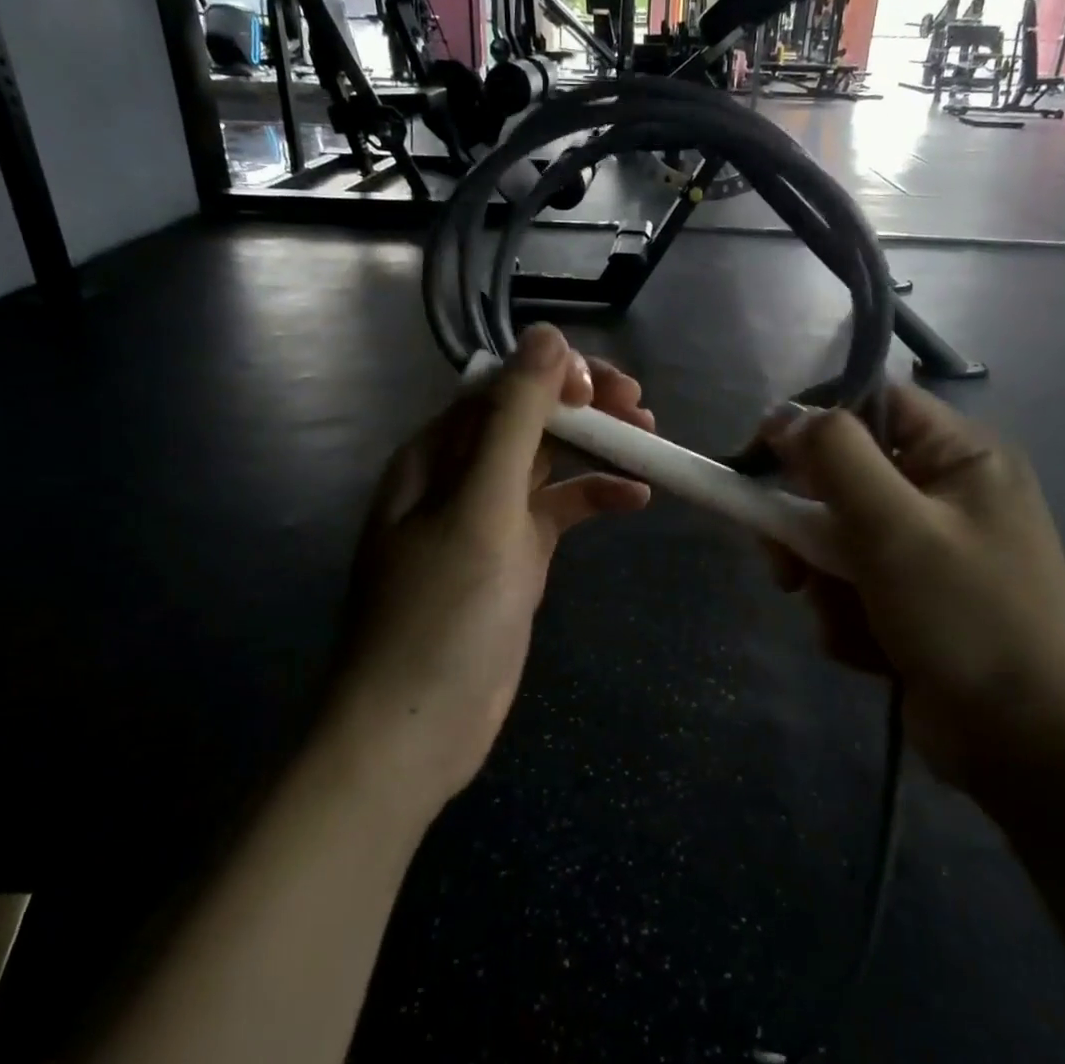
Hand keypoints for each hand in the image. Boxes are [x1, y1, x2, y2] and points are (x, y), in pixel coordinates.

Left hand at [328, 326, 652, 815]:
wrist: (415, 728)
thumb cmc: (442, 612)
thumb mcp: (482, 506)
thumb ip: (514, 420)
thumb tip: (546, 336)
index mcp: (436, 453)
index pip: (499, 386)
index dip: (555, 375)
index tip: (608, 390)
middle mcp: (458, 476)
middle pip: (526, 417)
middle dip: (583, 405)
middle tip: (641, 408)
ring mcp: (488, 519)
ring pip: (546, 461)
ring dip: (594, 446)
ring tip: (648, 438)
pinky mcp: (513, 558)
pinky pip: (557, 511)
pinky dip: (593, 498)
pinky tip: (635, 498)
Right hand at [765, 386, 1064, 795]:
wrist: (1027, 749)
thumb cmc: (968, 620)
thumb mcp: (895, 527)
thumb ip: (835, 458)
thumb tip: (783, 415)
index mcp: (960, 457)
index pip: (873, 405)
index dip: (813, 423)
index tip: (763, 459)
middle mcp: (944, 495)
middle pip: (842, 479)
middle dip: (811, 528)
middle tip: (789, 566)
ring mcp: (929, 552)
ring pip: (836, 540)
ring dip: (826, 583)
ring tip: (848, 620)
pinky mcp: (913, 601)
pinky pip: (851, 587)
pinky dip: (848, 617)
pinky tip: (873, 651)